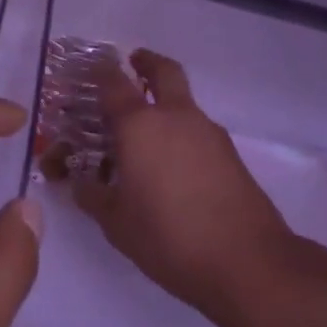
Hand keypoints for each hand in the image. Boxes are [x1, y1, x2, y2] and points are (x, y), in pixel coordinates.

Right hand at [46, 49, 302, 326]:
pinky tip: (170, 167)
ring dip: (165, 104)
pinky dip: (181, 134)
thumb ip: (92, 195)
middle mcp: (176, 118)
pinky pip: (197, 131)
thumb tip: (79, 183)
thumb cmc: (168, 236)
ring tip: (144, 135)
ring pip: (183, 103)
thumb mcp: (115, 222)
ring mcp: (209, 134)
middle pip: (164, 72)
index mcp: (140, 126)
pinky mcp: (230, 155)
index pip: (114, 84)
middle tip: (133, 65)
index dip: (100, 73)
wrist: (247, 263)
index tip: (91, 69)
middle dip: (147, 63)